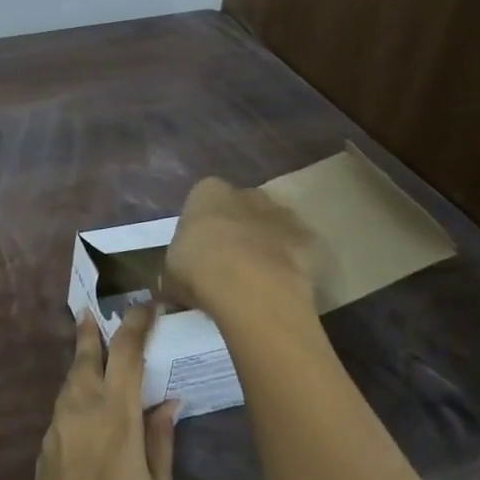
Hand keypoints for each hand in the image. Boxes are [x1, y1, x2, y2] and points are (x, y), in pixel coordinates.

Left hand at [26, 310, 179, 479]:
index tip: (147, 305)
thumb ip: (160, 440)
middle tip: (92, 313)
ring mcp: (56, 430)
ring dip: (80, 362)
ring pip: (67, 382)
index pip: (125, 352)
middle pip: (84, 358)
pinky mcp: (43, 451)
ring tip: (89, 352)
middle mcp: (80, 411)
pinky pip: (60, 409)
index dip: (136, 324)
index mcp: (115, 415)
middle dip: (91, 334)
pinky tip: (83, 405)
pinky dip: (73, 394)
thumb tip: (168, 402)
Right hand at [165, 176, 323, 316]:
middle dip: (236, 226)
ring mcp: (280, 213)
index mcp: (207, 192)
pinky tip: (279, 284)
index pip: (203, 197)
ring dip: (264, 241)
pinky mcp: (307, 238)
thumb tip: (183, 277)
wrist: (251, 287)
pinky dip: (289, 261)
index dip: (203, 223)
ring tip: (255, 275)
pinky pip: (295, 248)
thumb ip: (181, 262)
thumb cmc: (200, 270)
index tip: (200, 247)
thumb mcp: (172, 270)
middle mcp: (246, 193)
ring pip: (271, 223)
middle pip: (241, 206)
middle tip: (227, 260)